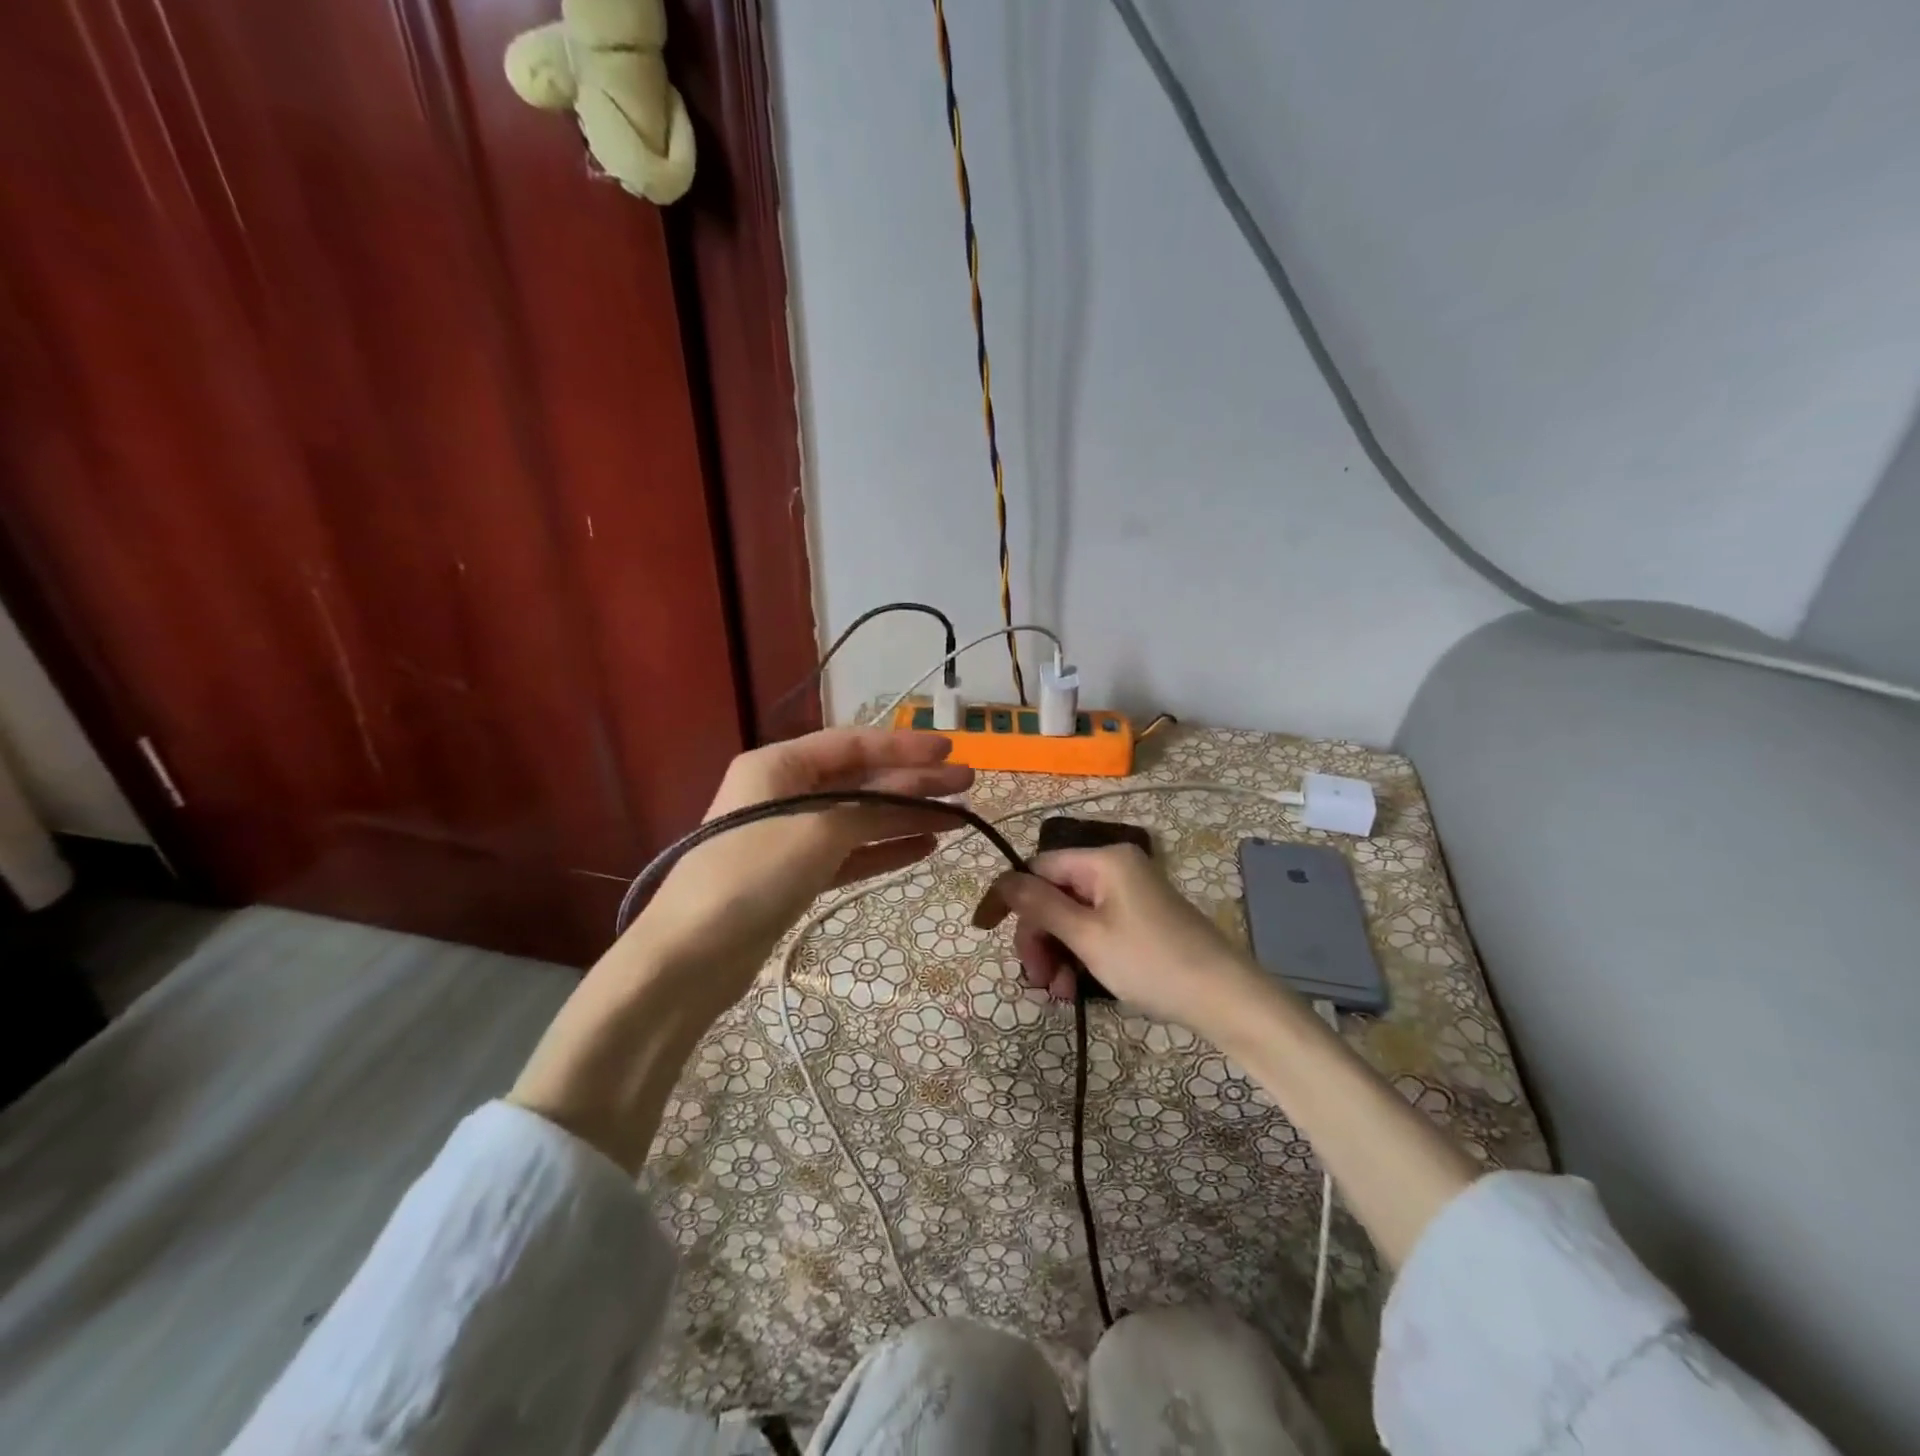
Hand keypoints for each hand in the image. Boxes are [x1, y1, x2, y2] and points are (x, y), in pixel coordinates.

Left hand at [512, 728, 971, 1172]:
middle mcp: (782, 793)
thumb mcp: (819, 830)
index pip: (852, 744)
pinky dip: (883, 850)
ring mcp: (788, 837)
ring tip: (956, 819)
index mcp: (778, 766)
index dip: (903, 747)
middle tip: (967, 786)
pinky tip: (922, 847)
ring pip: (858, 818)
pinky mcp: (793, 876)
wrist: (689, 958)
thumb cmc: (752, 875)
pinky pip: (848, 853)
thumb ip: (874, 806)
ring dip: (905, 816)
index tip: (949, 753)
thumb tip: (921, 794)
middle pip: (860, 781)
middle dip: (913, 783)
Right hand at [975, 845, 1269, 1037]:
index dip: (1008, 897)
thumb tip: (1003, 881)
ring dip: (1058, 953)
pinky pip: (1096, 929)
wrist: (1225, 998)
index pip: (1038, 867)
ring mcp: (1130, 895)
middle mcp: (1116, 869)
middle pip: (1055, 894)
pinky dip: (1081, 955)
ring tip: (1058, 993)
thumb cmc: (1151, 962)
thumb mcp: (1088, 936)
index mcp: (1104, 860)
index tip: (983, 930)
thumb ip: (1040, 906)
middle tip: (1036, 979)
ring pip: (1073, 916)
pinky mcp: (1141, 920)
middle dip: (1039, 936)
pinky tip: (1076, 989)